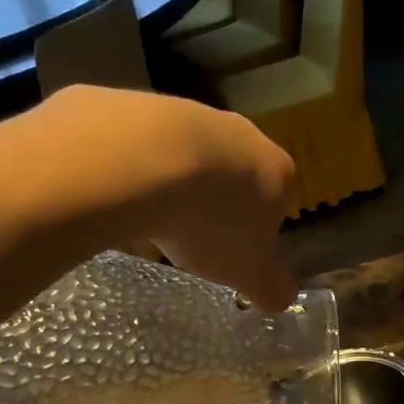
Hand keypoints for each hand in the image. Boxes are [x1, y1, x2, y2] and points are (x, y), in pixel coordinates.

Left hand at [26, 86, 297, 309]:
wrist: (143, 161)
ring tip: (153, 216)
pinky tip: (121, 190)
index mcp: (278, 172)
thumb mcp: (248, 272)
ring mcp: (192, 112)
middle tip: (192, 236)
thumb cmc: (211, 222)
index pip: (278, 203)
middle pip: (234, 174)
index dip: (256, 231)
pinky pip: (144, 143)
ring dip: (176, 182)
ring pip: (190, 155)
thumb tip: (282, 300)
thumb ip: (271, 287)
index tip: (232, 253)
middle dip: (216, 202)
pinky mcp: (142, 103)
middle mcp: (243, 133)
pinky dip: (136, 166)